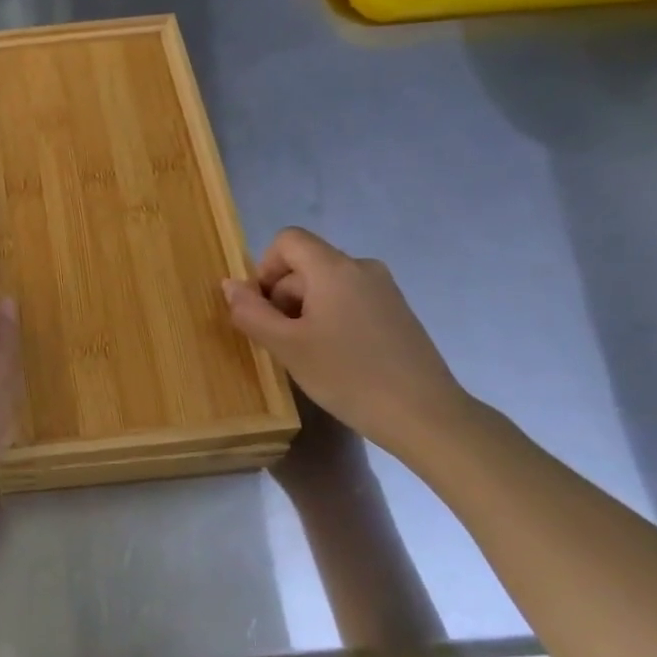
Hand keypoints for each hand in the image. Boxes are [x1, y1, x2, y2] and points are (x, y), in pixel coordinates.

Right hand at [223, 227, 472, 457]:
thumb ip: (251, 312)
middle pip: (305, 264)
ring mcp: (385, 289)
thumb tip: (230, 285)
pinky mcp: (397, 312)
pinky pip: (350, 300)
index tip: (265, 309)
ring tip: (310, 354)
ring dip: (306, 311)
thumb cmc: (348, 376)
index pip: (287, 240)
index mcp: (334, 268)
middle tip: (283, 343)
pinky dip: (332, 319)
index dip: (265, 268)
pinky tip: (338, 359)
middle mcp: (362, 267)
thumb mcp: (287, 347)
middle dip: (284, 296)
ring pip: (327, 285)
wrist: (425, 416)